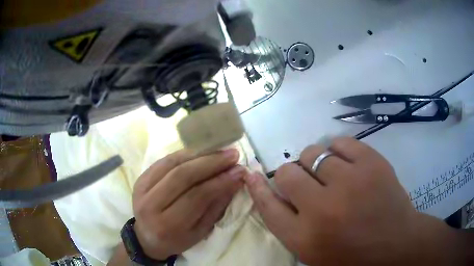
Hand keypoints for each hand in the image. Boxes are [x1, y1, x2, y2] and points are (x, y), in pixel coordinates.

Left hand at [132, 149, 245, 259]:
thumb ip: (216, 206)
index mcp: (168, 224)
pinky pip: (164, 160)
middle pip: (183, 176)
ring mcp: (142, 188)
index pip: (197, 196)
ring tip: (220, 150)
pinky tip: (201, 151)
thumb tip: (235, 180)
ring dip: (199, 154)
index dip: (220, 181)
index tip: (239, 170)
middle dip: (211, 162)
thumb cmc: (176, 239)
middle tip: (232, 155)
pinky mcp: (140, 178)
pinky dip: (184, 154)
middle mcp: (151, 204)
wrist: (146, 237)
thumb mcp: (200, 232)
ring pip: (172, 163)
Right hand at [244, 137, 467, 264]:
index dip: (257, 187)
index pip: (267, 206)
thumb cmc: (352, 255)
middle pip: (288, 173)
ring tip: (330, 174)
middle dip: (292, 175)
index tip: (251, 174)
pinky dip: (337, 149)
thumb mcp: (313, 252)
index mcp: (305, 237)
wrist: (396, 244)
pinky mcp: (372, 163)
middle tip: (308, 183)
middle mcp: (323, 209)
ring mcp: (351, 182)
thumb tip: (271, 189)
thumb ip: (289, 224)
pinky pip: (341, 142)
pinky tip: (345, 162)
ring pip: (314, 152)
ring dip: (315, 162)